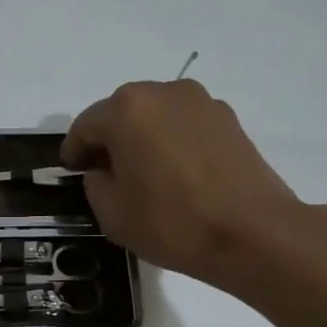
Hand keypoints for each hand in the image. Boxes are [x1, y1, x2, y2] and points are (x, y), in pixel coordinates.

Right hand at [62, 80, 306, 293]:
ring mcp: (200, 102)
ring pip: (155, 115)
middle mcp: (162, 93)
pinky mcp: (228, 118)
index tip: (72, 170)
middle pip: (121, 113)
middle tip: (105, 172)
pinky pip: (184, 124)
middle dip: (109, 139)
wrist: (254, 233)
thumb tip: (103, 170)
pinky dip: (172, 141)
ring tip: (144, 172)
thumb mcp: (112, 214)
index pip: (85, 126)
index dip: (74, 151)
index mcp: (126, 110)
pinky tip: (176, 172)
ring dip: (142, 137)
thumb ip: (95, 183)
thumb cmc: (173, 223)